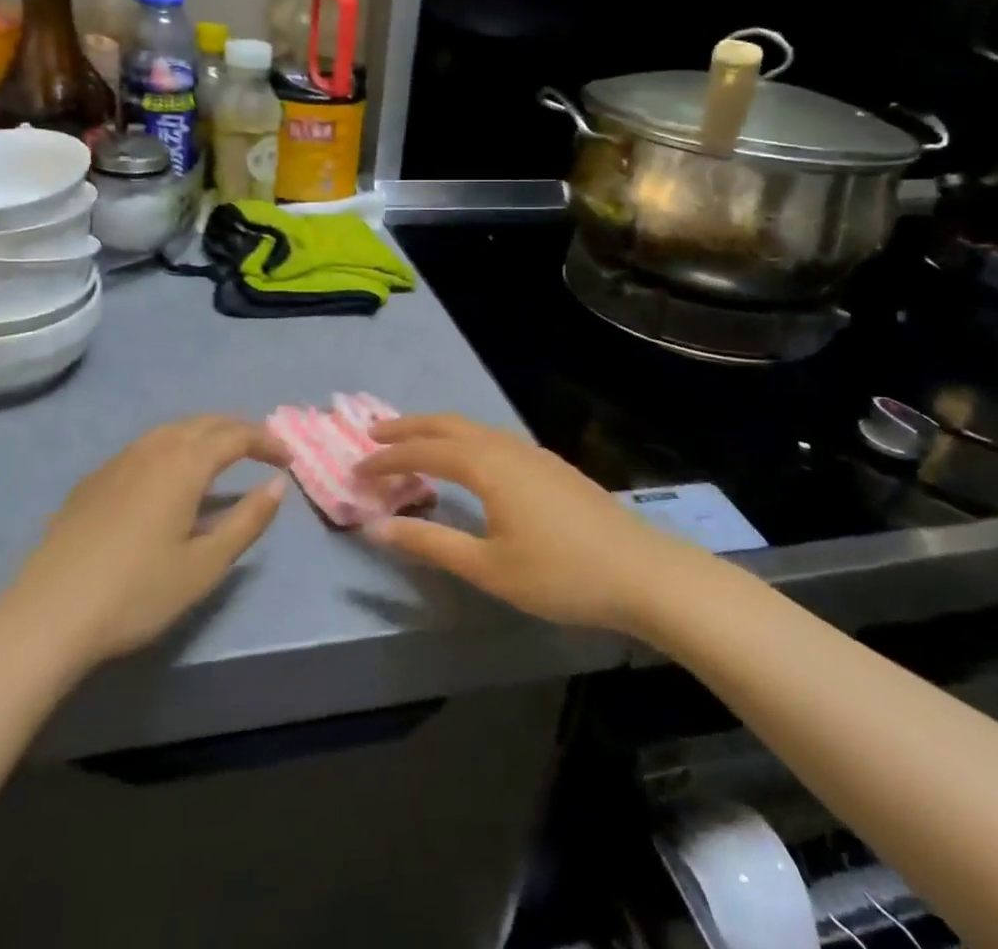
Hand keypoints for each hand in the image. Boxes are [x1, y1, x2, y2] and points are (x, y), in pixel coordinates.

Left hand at [0, 416, 289, 675]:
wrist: (49, 614)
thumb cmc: (137, 592)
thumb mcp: (205, 564)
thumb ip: (248, 520)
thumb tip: (277, 485)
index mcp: (185, 463)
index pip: (236, 436)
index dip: (267, 442)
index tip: (288, 459)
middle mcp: (153, 448)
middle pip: (204, 422)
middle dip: (238, 430)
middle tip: (262, 449)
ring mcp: (118, 460)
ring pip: (172, 430)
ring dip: (204, 434)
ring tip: (222, 456)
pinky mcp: (94, 479)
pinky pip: (145, 446)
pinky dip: (173, 447)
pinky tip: (169, 476)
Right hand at [360, 414, 690, 634]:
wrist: (641, 571)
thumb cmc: (560, 574)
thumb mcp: (487, 567)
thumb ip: (429, 543)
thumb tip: (377, 526)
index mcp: (485, 465)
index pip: (422, 451)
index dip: (385, 459)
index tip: (355, 469)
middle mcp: (504, 446)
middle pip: (445, 424)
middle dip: (407, 427)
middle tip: (374, 435)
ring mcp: (531, 452)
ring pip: (472, 428)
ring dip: (437, 431)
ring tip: (413, 442)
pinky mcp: (550, 464)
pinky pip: (493, 437)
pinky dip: (464, 439)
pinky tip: (468, 460)